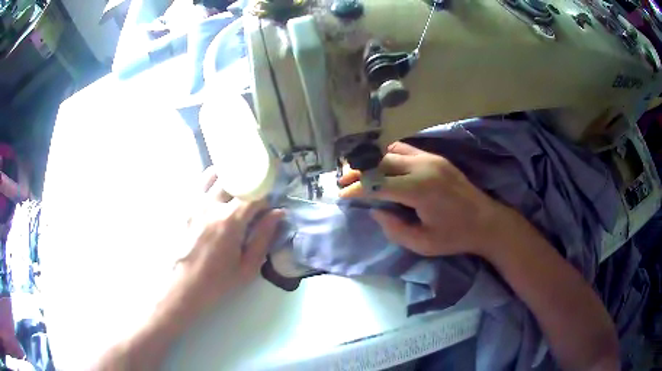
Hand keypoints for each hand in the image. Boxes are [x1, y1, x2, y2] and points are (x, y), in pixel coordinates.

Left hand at [176, 166, 283, 311]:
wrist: (185, 285)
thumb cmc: (219, 280)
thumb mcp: (248, 265)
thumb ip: (264, 237)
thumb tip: (278, 213)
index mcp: (230, 221)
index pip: (254, 195)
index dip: (266, 196)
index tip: (270, 203)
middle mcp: (212, 205)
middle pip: (234, 179)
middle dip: (248, 182)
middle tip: (254, 192)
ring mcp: (195, 204)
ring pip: (213, 175)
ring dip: (227, 175)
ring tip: (235, 184)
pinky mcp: (185, 208)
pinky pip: (198, 184)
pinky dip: (210, 181)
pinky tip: (216, 192)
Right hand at [339, 142, 513, 257]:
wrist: (487, 221)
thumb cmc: (455, 237)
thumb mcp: (422, 243)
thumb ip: (394, 228)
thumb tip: (375, 210)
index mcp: (420, 190)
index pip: (378, 183)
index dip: (357, 188)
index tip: (342, 195)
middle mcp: (423, 168)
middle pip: (382, 162)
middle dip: (359, 172)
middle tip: (344, 182)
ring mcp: (431, 159)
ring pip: (392, 152)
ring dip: (374, 163)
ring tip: (361, 174)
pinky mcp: (436, 158)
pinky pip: (406, 150)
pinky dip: (390, 157)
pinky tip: (385, 168)